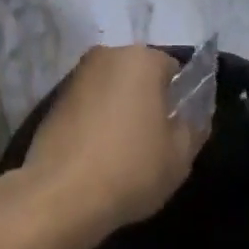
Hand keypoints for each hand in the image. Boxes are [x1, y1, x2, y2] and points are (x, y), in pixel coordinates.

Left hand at [23, 45, 200, 240]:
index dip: (179, 99)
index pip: (172, 70)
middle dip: (147, 100)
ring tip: (123, 151)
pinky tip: (97, 153)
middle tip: (153, 140)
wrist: (61, 194)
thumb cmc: (130, 168)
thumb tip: (192, 116)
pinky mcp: (54, 99)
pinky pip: (88, 104)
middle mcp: (106, 55)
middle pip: (138, 74)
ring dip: (119, 109)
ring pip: (111, 88)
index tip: (177, 129)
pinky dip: (95, 120)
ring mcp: (75, 75)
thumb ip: (194, 127)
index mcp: (141, 59)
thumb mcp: (180, 156)